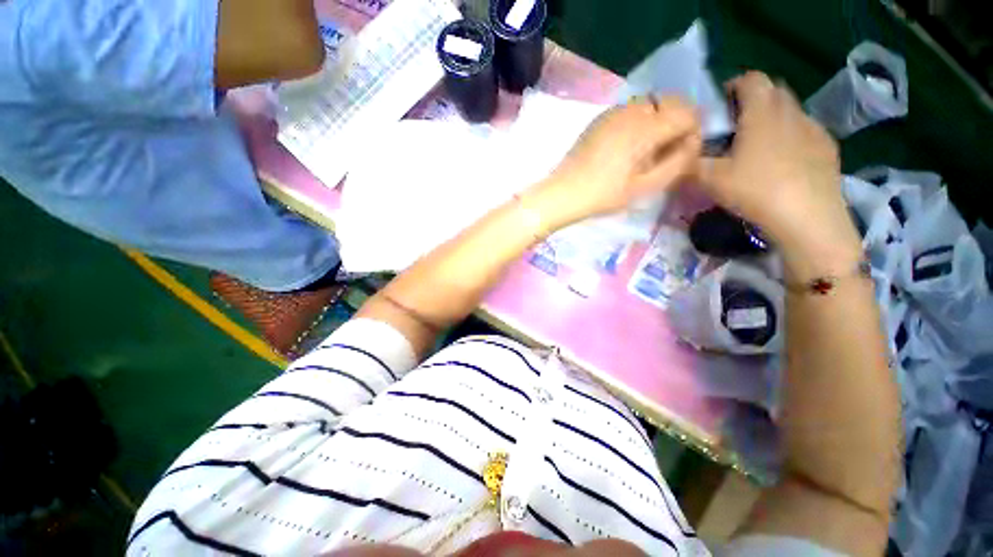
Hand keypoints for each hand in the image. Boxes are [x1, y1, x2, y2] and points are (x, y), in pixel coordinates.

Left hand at [535, 96, 701, 220]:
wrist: (563, 192)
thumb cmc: (603, 195)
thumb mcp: (645, 187)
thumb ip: (677, 163)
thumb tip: (693, 143)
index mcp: (645, 127)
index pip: (688, 113)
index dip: (693, 132)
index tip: (682, 154)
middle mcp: (631, 110)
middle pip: (672, 102)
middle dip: (679, 123)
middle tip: (667, 152)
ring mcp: (613, 111)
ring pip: (652, 103)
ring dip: (659, 121)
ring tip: (647, 151)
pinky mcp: (601, 118)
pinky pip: (632, 110)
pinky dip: (641, 121)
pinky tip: (628, 146)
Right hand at [699, 72, 860, 263]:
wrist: (808, 217)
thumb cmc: (756, 190)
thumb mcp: (710, 179)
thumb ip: (690, 163)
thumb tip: (677, 156)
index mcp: (762, 113)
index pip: (752, 79)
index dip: (734, 85)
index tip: (721, 106)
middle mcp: (791, 112)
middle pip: (773, 91)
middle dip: (754, 100)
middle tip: (736, 127)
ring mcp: (814, 128)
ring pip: (791, 111)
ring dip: (773, 118)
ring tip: (758, 146)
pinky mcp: (827, 147)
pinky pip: (806, 131)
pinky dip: (791, 136)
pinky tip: (783, 161)